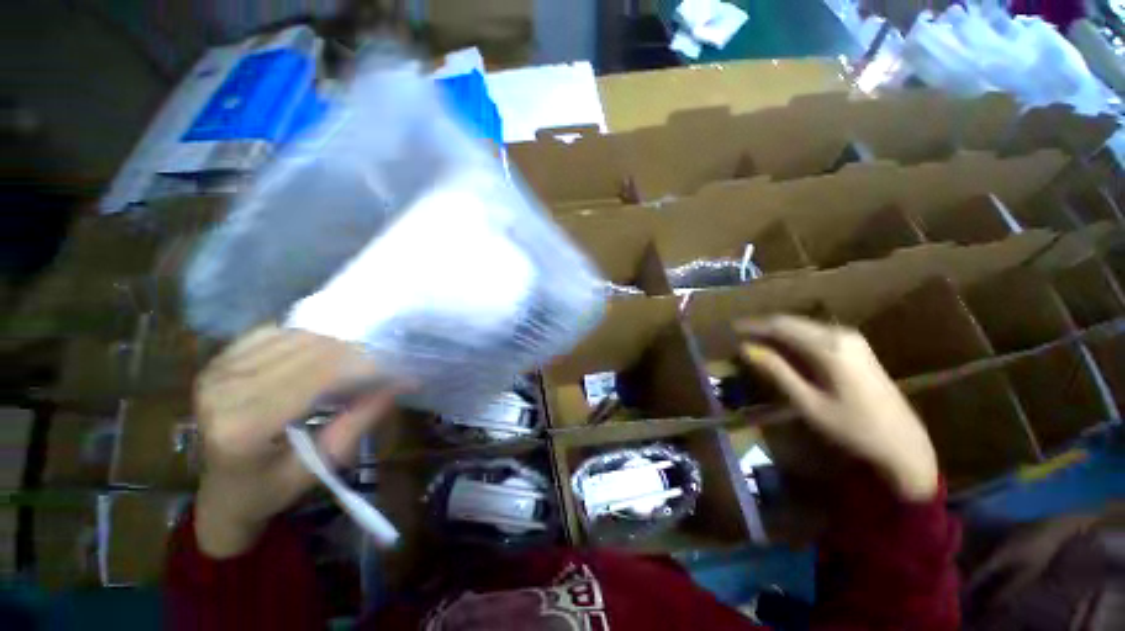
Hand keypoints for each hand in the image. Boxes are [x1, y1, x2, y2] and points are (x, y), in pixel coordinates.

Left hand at [193, 324, 401, 557]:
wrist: (222, 491)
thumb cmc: (272, 488)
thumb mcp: (322, 464)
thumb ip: (359, 421)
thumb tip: (398, 384)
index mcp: (245, 428)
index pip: (320, 376)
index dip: (366, 367)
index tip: (400, 369)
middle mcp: (224, 390)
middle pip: (310, 351)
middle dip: (358, 354)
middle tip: (386, 364)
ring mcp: (217, 370)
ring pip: (298, 337)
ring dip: (337, 345)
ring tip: (359, 361)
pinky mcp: (219, 359)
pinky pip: (278, 332)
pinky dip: (310, 338)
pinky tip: (323, 354)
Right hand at [738, 316, 939, 501]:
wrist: (904, 445)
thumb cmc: (853, 428)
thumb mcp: (808, 402)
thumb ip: (776, 371)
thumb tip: (746, 348)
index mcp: (829, 347)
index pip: (781, 326)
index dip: (754, 326)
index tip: (731, 329)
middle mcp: (841, 334)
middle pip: (792, 322)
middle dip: (764, 326)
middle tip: (739, 334)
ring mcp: (852, 339)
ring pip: (804, 326)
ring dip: (778, 331)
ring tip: (755, 340)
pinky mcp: (856, 347)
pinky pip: (816, 333)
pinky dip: (794, 337)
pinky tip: (783, 348)